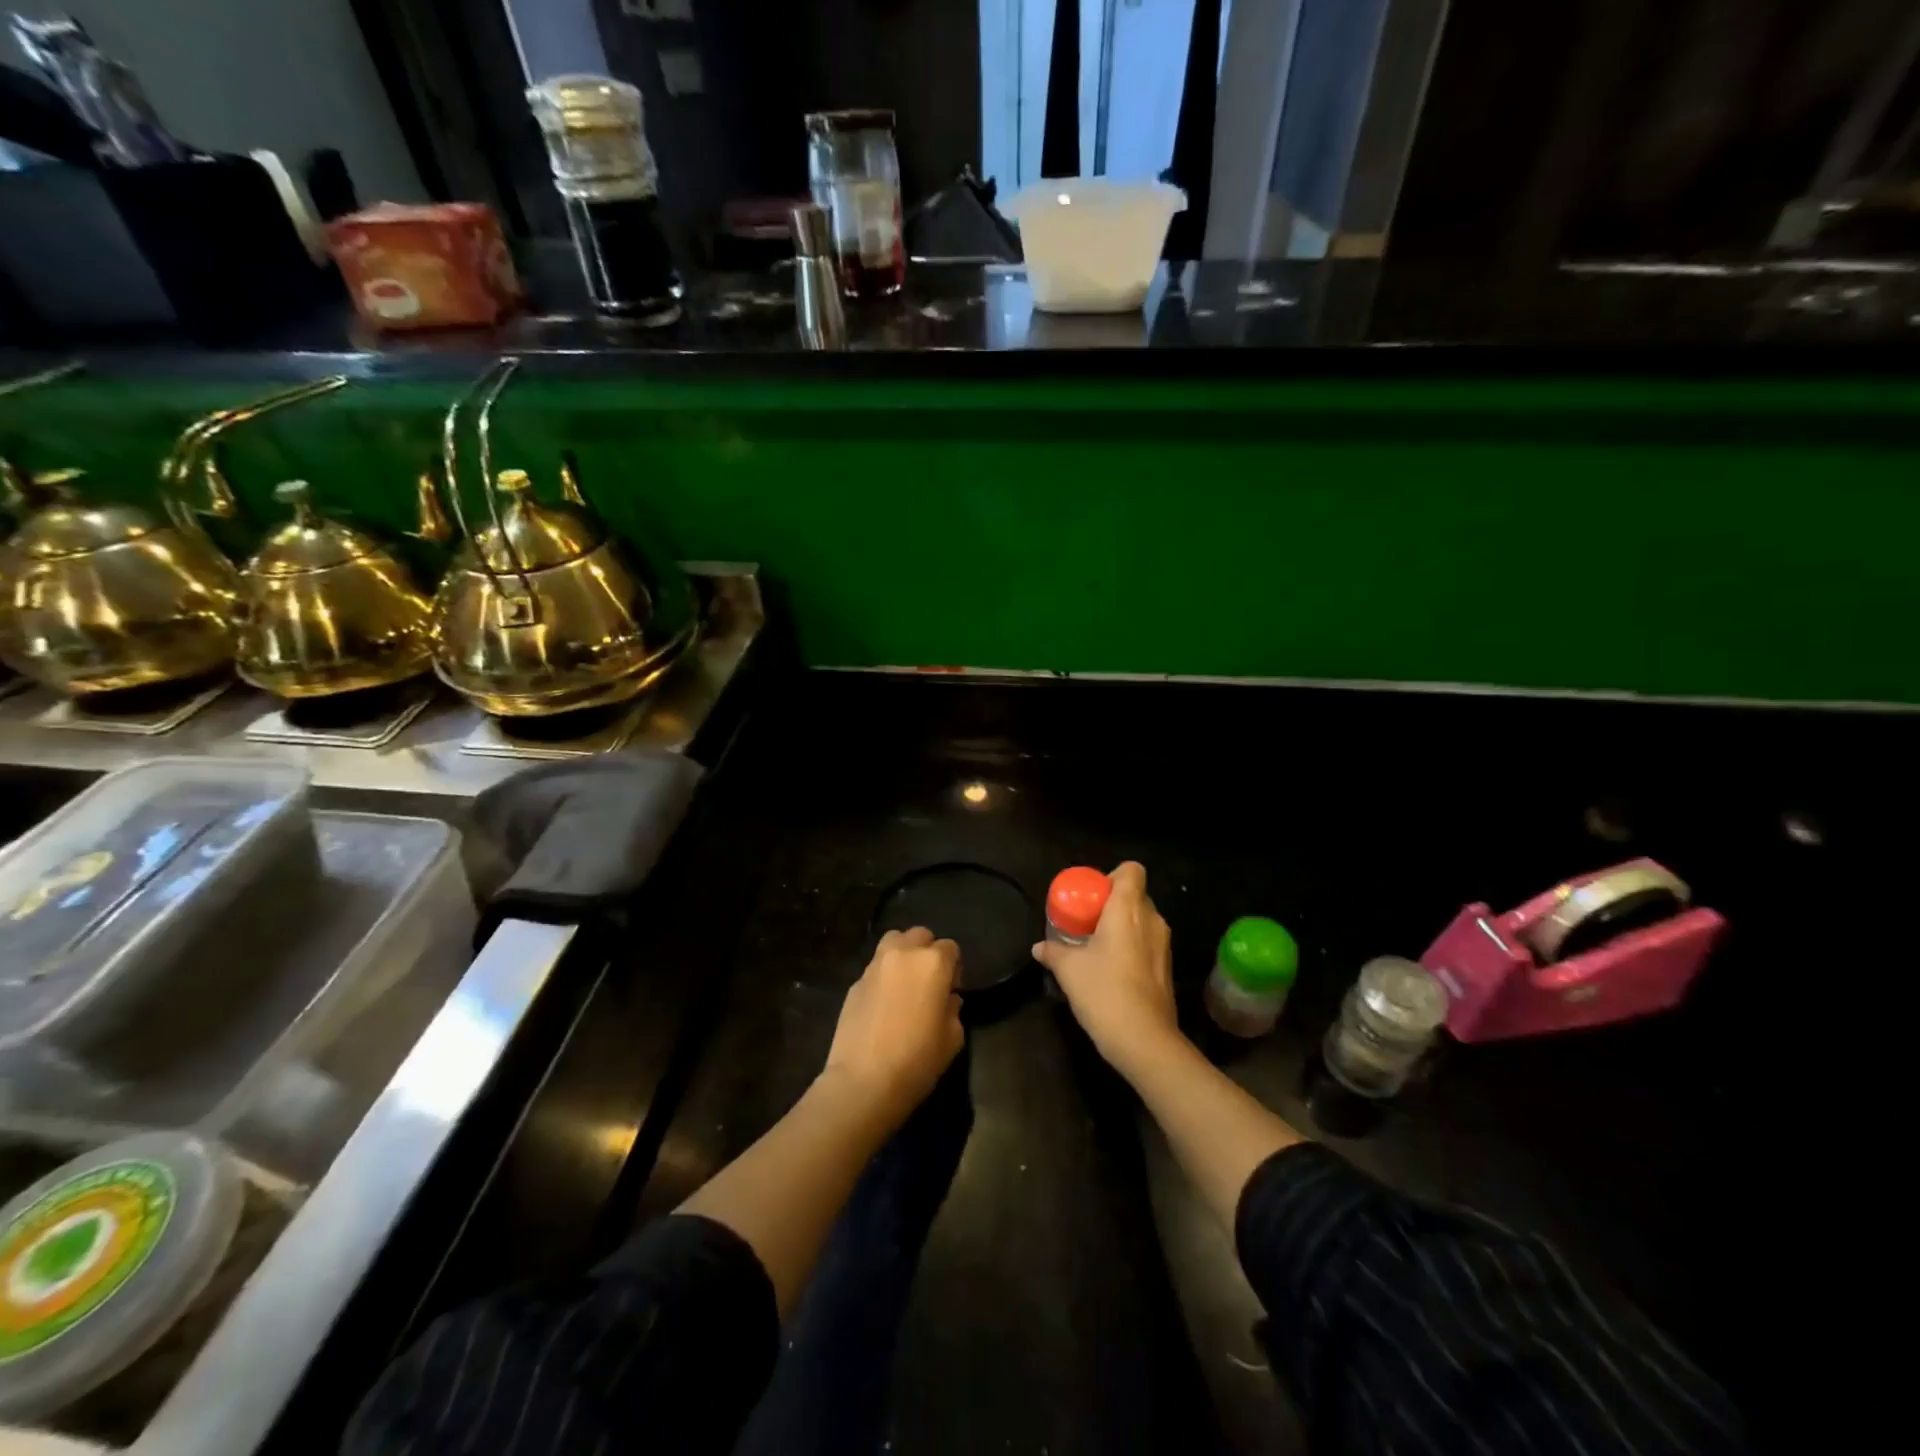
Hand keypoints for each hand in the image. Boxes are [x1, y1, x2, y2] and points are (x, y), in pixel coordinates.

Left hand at [822, 927, 965, 1129]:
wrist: (863, 1081)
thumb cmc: (917, 1060)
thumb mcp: (952, 1039)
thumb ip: (953, 1009)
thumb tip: (947, 999)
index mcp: (932, 963)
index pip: (951, 948)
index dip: (955, 967)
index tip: (952, 990)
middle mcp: (903, 954)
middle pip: (920, 935)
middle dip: (928, 952)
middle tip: (929, 982)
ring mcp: (875, 966)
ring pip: (893, 942)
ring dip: (903, 954)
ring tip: (905, 984)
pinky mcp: (854, 982)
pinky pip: (875, 968)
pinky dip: (884, 976)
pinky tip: (884, 1004)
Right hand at [1032, 862, 1182, 1079]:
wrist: (1144, 1041)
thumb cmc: (1104, 992)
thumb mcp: (1069, 970)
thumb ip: (1053, 952)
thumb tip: (1038, 947)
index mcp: (1128, 909)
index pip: (1131, 870)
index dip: (1112, 876)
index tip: (1091, 896)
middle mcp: (1151, 920)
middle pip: (1135, 895)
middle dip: (1112, 904)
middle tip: (1087, 922)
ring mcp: (1163, 945)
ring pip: (1142, 921)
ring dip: (1122, 927)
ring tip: (1096, 947)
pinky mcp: (1167, 969)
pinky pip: (1148, 944)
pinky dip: (1131, 948)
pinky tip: (1111, 970)